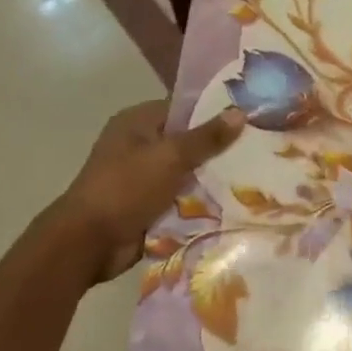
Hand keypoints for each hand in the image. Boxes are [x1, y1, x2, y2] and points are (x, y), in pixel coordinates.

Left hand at [50, 101, 244, 282]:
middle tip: (262, 145)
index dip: (216, 110)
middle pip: (189, 139)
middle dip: (221, 146)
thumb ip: (207, 137)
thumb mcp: (170, 157)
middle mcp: (140, 145)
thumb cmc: (126, 188)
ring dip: (215, 174)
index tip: (251, 115)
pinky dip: (204, 198)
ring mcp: (145, 176)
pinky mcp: (151, 202)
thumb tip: (240, 112)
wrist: (89, 243)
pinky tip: (238, 197)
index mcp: (137, 122)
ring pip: (190, 169)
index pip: (184, 107)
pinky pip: (185, 194)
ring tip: (257, 171)